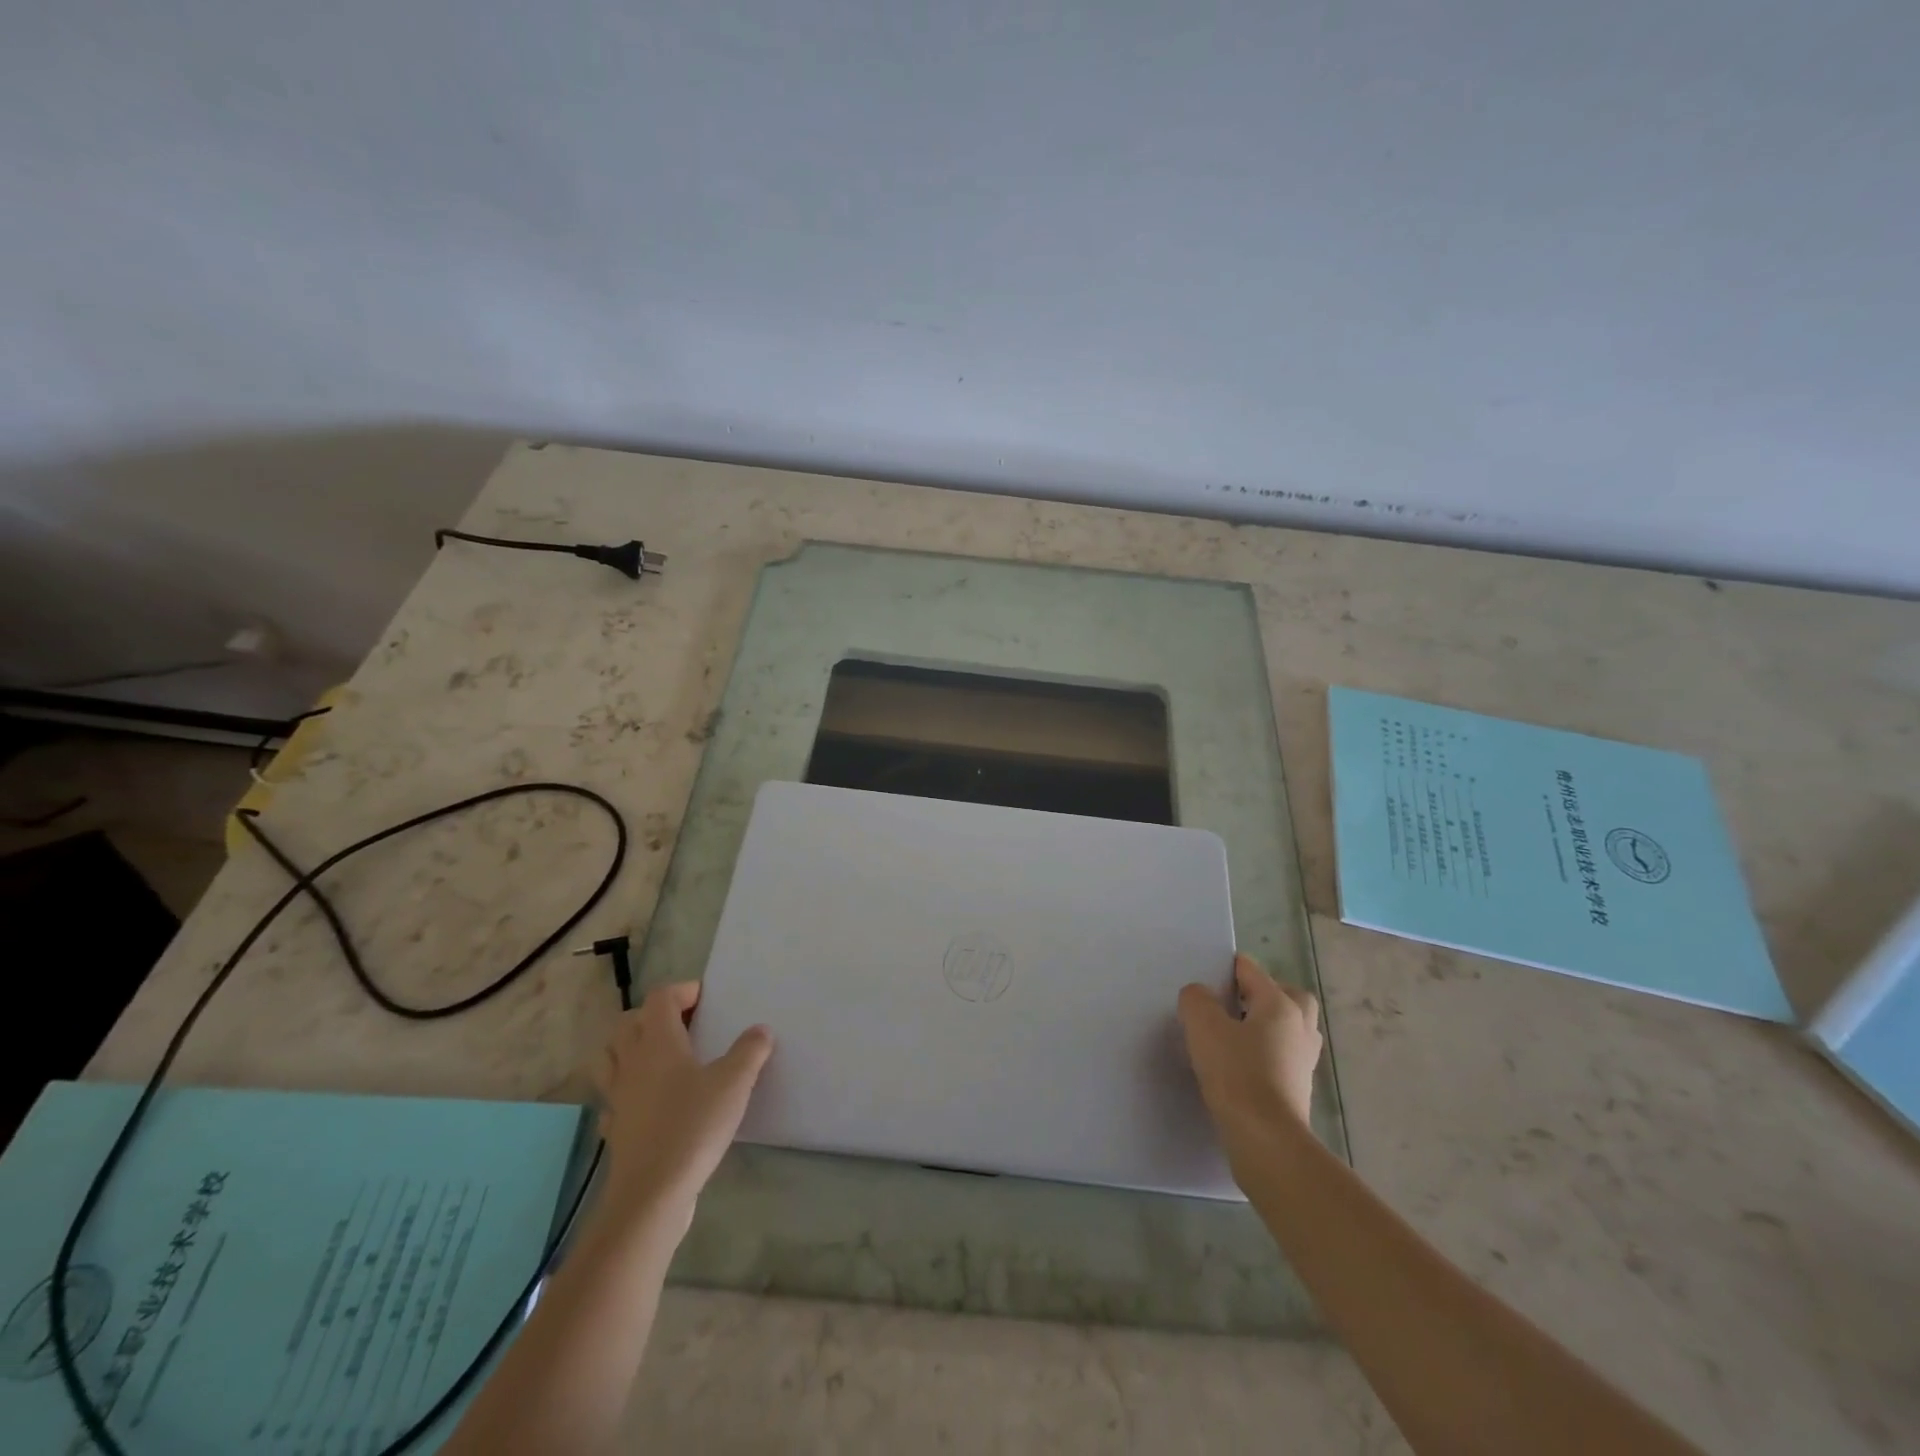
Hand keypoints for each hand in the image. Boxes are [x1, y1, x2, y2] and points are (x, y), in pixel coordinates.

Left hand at [589, 981, 772, 1226]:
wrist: (652, 1194)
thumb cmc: (694, 1126)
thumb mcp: (735, 1082)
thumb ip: (750, 1051)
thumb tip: (761, 1030)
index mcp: (658, 1041)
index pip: (660, 997)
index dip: (683, 991)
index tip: (708, 1001)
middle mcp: (631, 1062)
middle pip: (629, 1022)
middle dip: (655, 1016)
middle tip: (686, 1025)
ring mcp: (617, 1096)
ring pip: (611, 1058)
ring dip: (631, 1049)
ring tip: (662, 1058)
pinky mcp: (614, 1128)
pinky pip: (612, 1098)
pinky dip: (626, 1091)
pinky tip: (646, 1102)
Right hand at [1178, 955, 1322, 1162]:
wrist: (1267, 1139)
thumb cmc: (1236, 1074)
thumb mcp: (1203, 1026)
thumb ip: (1196, 1000)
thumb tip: (1200, 996)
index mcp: (1280, 1005)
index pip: (1253, 971)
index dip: (1228, 968)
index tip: (1207, 978)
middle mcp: (1299, 1027)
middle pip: (1290, 996)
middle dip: (1265, 994)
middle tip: (1236, 1004)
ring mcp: (1304, 1060)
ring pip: (1292, 1028)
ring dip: (1269, 1025)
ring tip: (1237, 1035)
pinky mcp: (1299, 1089)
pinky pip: (1286, 1056)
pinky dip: (1269, 1053)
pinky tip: (1243, 1064)